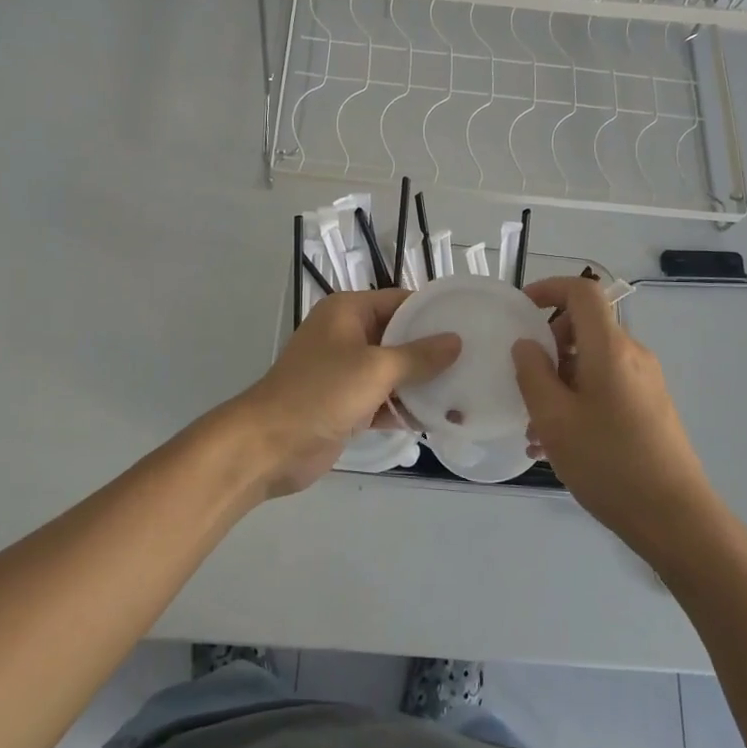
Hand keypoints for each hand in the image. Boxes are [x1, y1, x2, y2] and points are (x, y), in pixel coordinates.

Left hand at [234, 288, 459, 497]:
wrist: (269, 446)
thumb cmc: (320, 393)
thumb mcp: (375, 369)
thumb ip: (418, 356)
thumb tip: (455, 341)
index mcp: (348, 311)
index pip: (400, 301)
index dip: (433, 312)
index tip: (471, 323)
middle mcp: (348, 335)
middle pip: (400, 337)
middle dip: (433, 351)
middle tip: (477, 359)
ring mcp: (347, 372)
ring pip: (395, 371)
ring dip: (423, 383)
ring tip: (468, 390)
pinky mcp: (348, 405)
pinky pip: (385, 400)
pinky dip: (407, 408)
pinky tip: (442, 419)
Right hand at [512, 276, 719, 556]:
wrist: (675, 518)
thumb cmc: (608, 462)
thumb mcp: (553, 418)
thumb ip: (532, 373)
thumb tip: (526, 344)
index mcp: (609, 347)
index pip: (582, 291)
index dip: (549, 289)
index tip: (520, 311)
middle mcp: (632, 355)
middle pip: (585, 327)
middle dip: (548, 345)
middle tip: (522, 381)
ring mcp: (645, 381)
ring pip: (592, 362)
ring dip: (559, 380)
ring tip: (534, 428)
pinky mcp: (650, 407)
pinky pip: (606, 385)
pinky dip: (578, 399)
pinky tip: (558, 443)